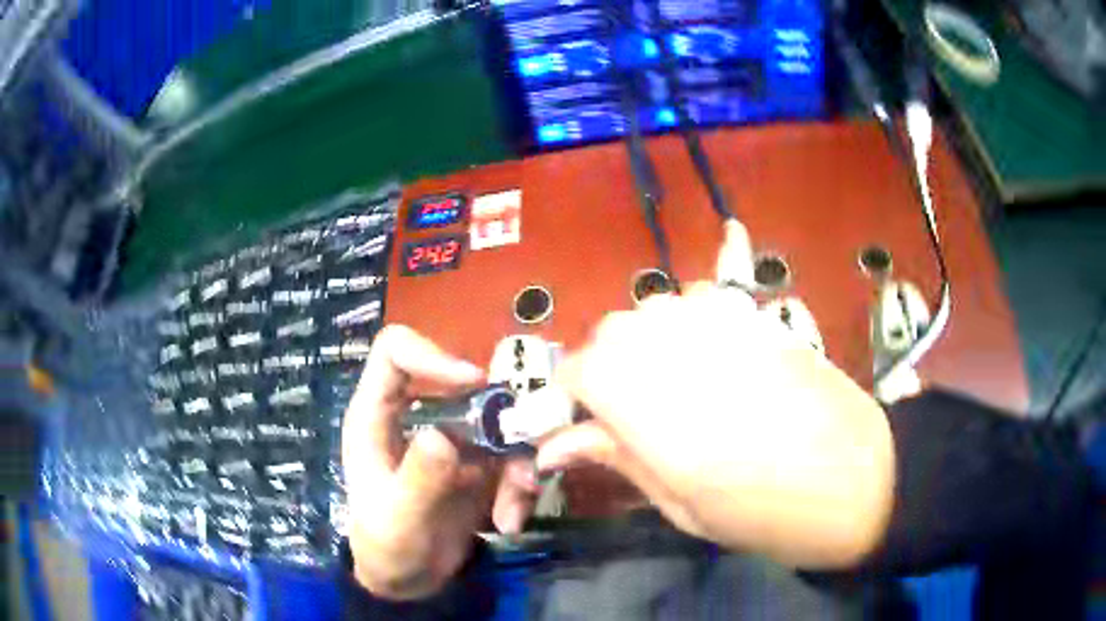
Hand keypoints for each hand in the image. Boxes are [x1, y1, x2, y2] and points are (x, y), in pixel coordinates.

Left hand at [342, 326, 539, 600]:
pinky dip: (520, 486)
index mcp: (377, 415)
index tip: (474, 384)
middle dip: (499, 419)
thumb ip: (418, 480)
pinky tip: (509, 522)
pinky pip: (512, 456)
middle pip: (464, 383)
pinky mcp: (478, 463)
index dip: (433, 355)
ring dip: (516, 464)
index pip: (396, 352)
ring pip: (498, 422)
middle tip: (520, 455)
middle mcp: (418, 416)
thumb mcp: (398, 519)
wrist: (409, 582)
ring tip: (512, 512)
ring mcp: (452, 438)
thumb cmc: (387, 546)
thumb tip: (443, 436)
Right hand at [535, 226, 895, 569]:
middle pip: (609, 335)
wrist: (859, 478)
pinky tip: (707, 357)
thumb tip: (558, 445)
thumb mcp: (679, 503)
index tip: (578, 429)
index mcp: (644, 398)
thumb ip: (617, 458)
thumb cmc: (765, 512)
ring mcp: (718, 319)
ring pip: (651, 312)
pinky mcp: (754, 312)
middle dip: (604, 372)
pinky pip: (698, 300)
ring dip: (645, 347)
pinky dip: (687, 324)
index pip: (573, 372)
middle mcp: (673, 343)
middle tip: (627, 419)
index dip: (568, 401)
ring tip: (671, 391)